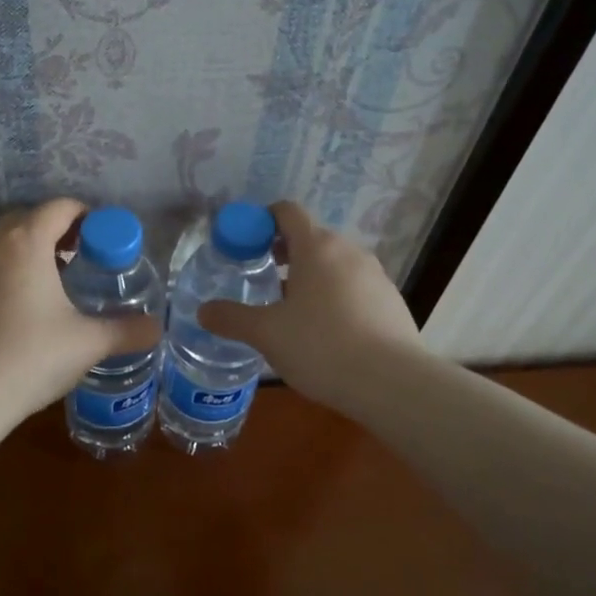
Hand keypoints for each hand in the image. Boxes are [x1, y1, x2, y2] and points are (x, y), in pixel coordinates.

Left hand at [0, 198, 163, 422]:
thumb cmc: (31, 357)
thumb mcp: (87, 344)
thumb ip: (126, 331)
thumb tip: (157, 328)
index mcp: (27, 243)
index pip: (59, 207)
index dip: (85, 216)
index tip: (102, 240)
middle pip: (27, 220)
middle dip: (55, 232)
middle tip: (79, 260)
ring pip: (0, 247)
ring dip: (27, 255)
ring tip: (50, 287)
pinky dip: (3, 279)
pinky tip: (16, 316)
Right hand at [198, 201, 421, 409]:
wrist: (392, 383)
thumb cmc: (321, 347)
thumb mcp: (267, 334)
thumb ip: (232, 318)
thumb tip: (203, 311)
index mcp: (316, 248)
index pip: (287, 212)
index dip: (262, 221)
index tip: (245, 244)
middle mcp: (348, 252)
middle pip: (311, 238)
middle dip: (283, 253)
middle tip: (261, 278)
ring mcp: (375, 276)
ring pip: (334, 264)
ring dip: (310, 276)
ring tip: (291, 309)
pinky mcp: (391, 301)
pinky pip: (354, 287)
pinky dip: (334, 296)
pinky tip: (325, 331)